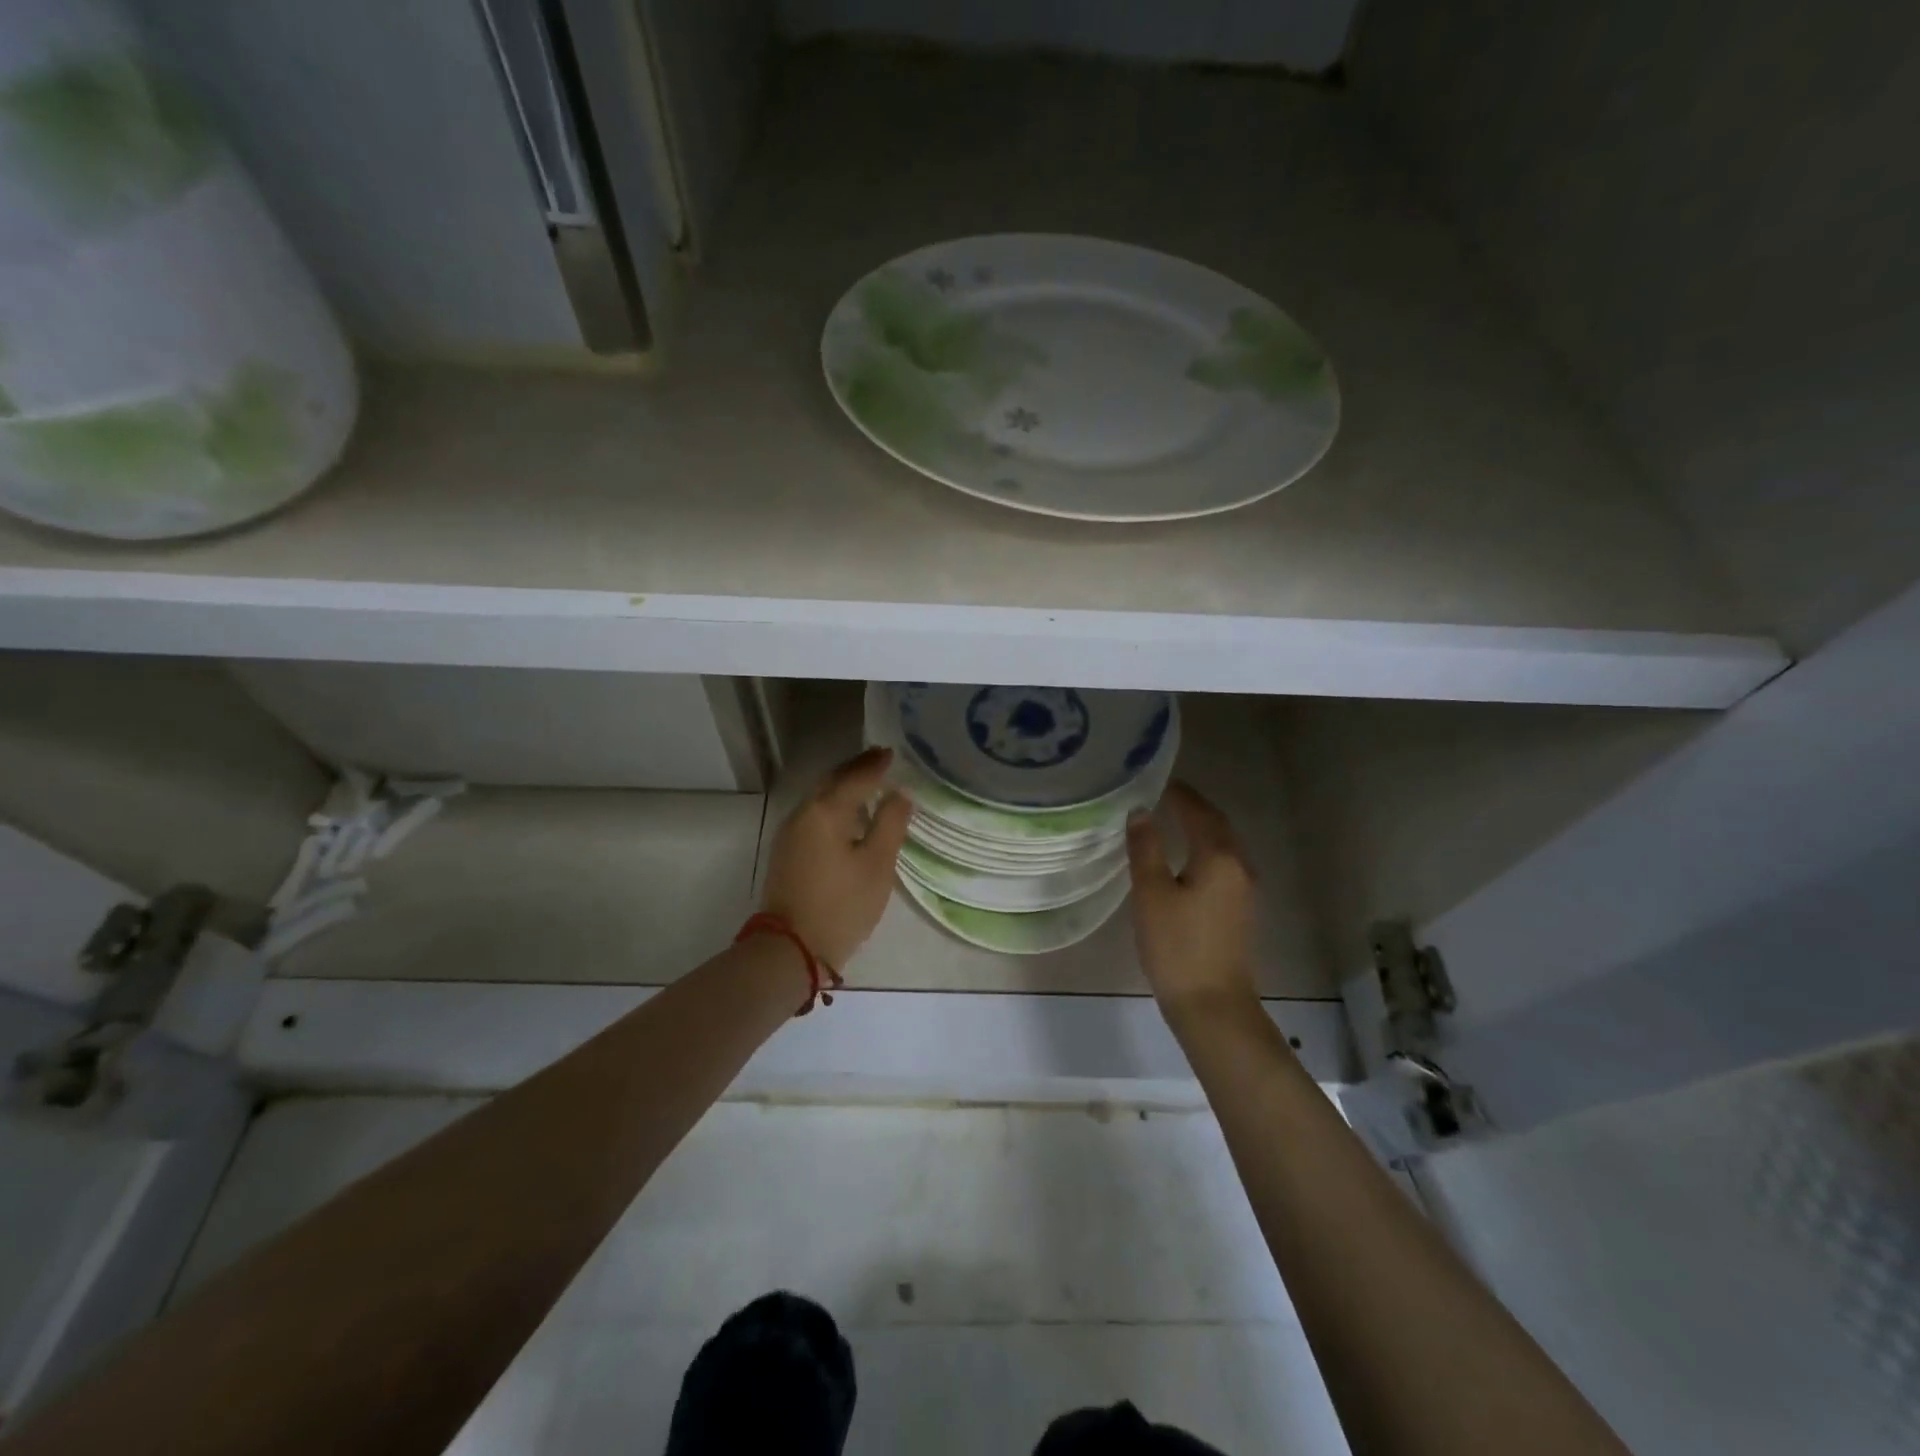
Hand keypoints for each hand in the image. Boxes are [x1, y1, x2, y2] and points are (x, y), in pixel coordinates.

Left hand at [760, 746, 912, 969]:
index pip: (855, 777)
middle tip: (880, 761)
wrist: (790, 949)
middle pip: (831, 781)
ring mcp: (790, 833)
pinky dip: (833, 805)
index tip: (891, 753)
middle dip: (856, 769)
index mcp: (825, 811)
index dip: (875, 765)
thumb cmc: (841, 905)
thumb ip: (890, 824)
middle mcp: (803, 813)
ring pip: (820, 798)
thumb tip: (900, 794)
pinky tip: (848, 815)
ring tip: (868, 784)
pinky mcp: (787, 852)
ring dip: (843, 787)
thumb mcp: (877, 865)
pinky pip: (813, 814)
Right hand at [1127, 782, 1258, 1019]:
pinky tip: (1188, 859)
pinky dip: (1206, 850)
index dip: (1180, 796)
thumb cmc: (1177, 946)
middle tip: (1166, 796)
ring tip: (1174, 820)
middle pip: (1218, 826)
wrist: (1212, 1004)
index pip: (1199, 813)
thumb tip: (1140, 812)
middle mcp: (1239, 867)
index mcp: (1218, 857)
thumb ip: (1146, 849)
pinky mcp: (1240, 910)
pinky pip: (1224, 865)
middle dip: (1194, 808)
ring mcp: (1244, 890)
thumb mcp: (1151, 893)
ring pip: (1224, 846)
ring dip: (1202, 828)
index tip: (1158, 781)